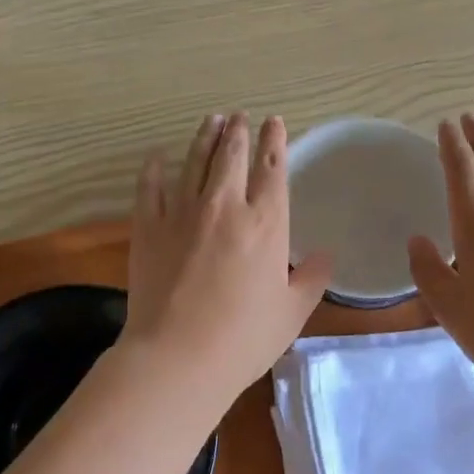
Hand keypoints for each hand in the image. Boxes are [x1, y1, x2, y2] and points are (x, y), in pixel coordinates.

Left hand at [121, 113, 333, 408]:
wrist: (178, 357)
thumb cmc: (243, 339)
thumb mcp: (291, 312)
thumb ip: (311, 279)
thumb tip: (325, 255)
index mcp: (265, 224)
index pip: (272, 169)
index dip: (274, 142)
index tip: (273, 122)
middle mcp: (225, 207)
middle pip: (231, 156)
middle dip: (238, 132)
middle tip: (239, 116)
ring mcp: (182, 213)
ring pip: (194, 162)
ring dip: (204, 138)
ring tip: (212, 120)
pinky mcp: (148, 227)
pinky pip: (150, 187)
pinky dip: (154, 168)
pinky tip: (158, 155)